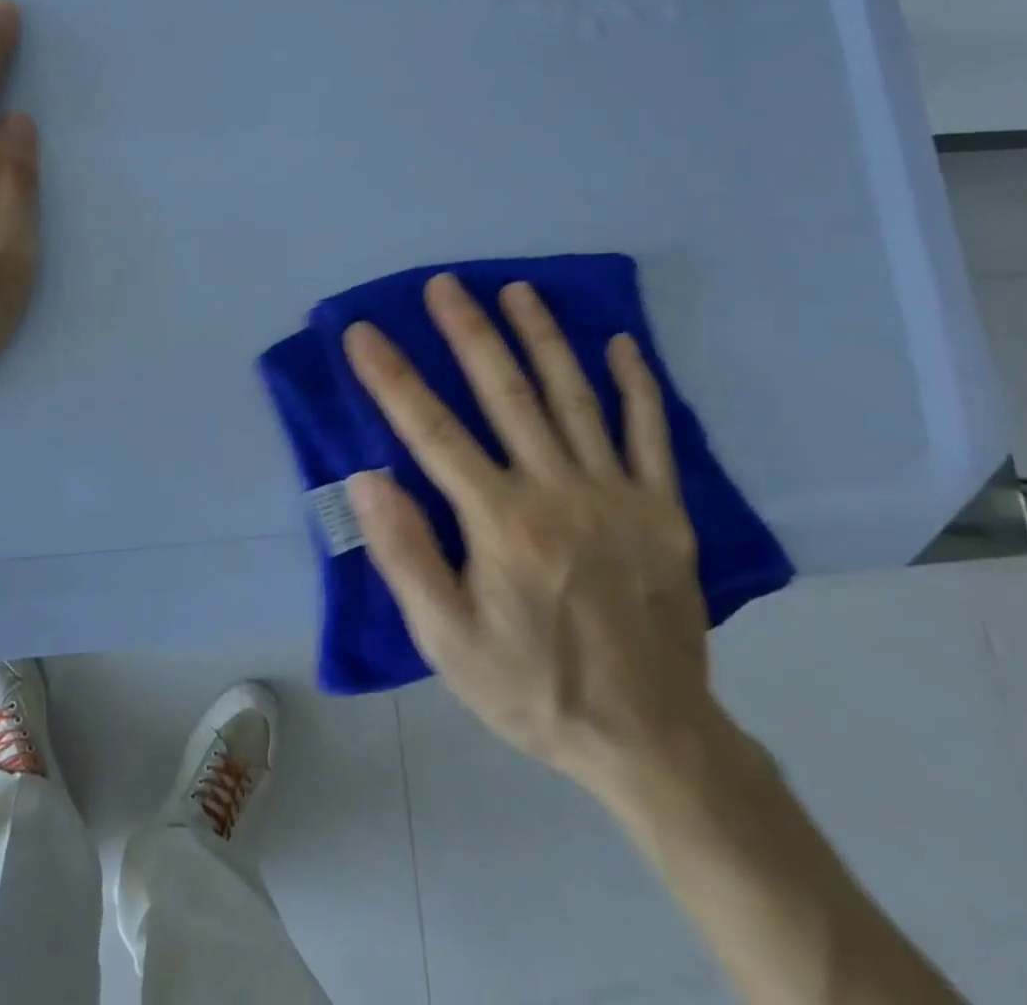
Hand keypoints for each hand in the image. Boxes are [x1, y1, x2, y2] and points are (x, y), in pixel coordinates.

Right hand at [343, 274, 716, 799]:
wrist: (652, 740)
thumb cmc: (532, 687)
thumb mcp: (447, 641)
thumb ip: (406, 555)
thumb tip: (367, 478)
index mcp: (501, 522)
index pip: (432, 431)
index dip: (392, 377)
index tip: (363, 333)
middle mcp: (558, 491)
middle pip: (506, 393)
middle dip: (469, 333)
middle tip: (445, 285)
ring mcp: (618, 495)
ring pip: (575, 397)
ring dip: (543, 338)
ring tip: (517, 291)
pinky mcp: (664, 510)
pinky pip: (651, 433)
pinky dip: (637, 384)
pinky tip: (622, 343)